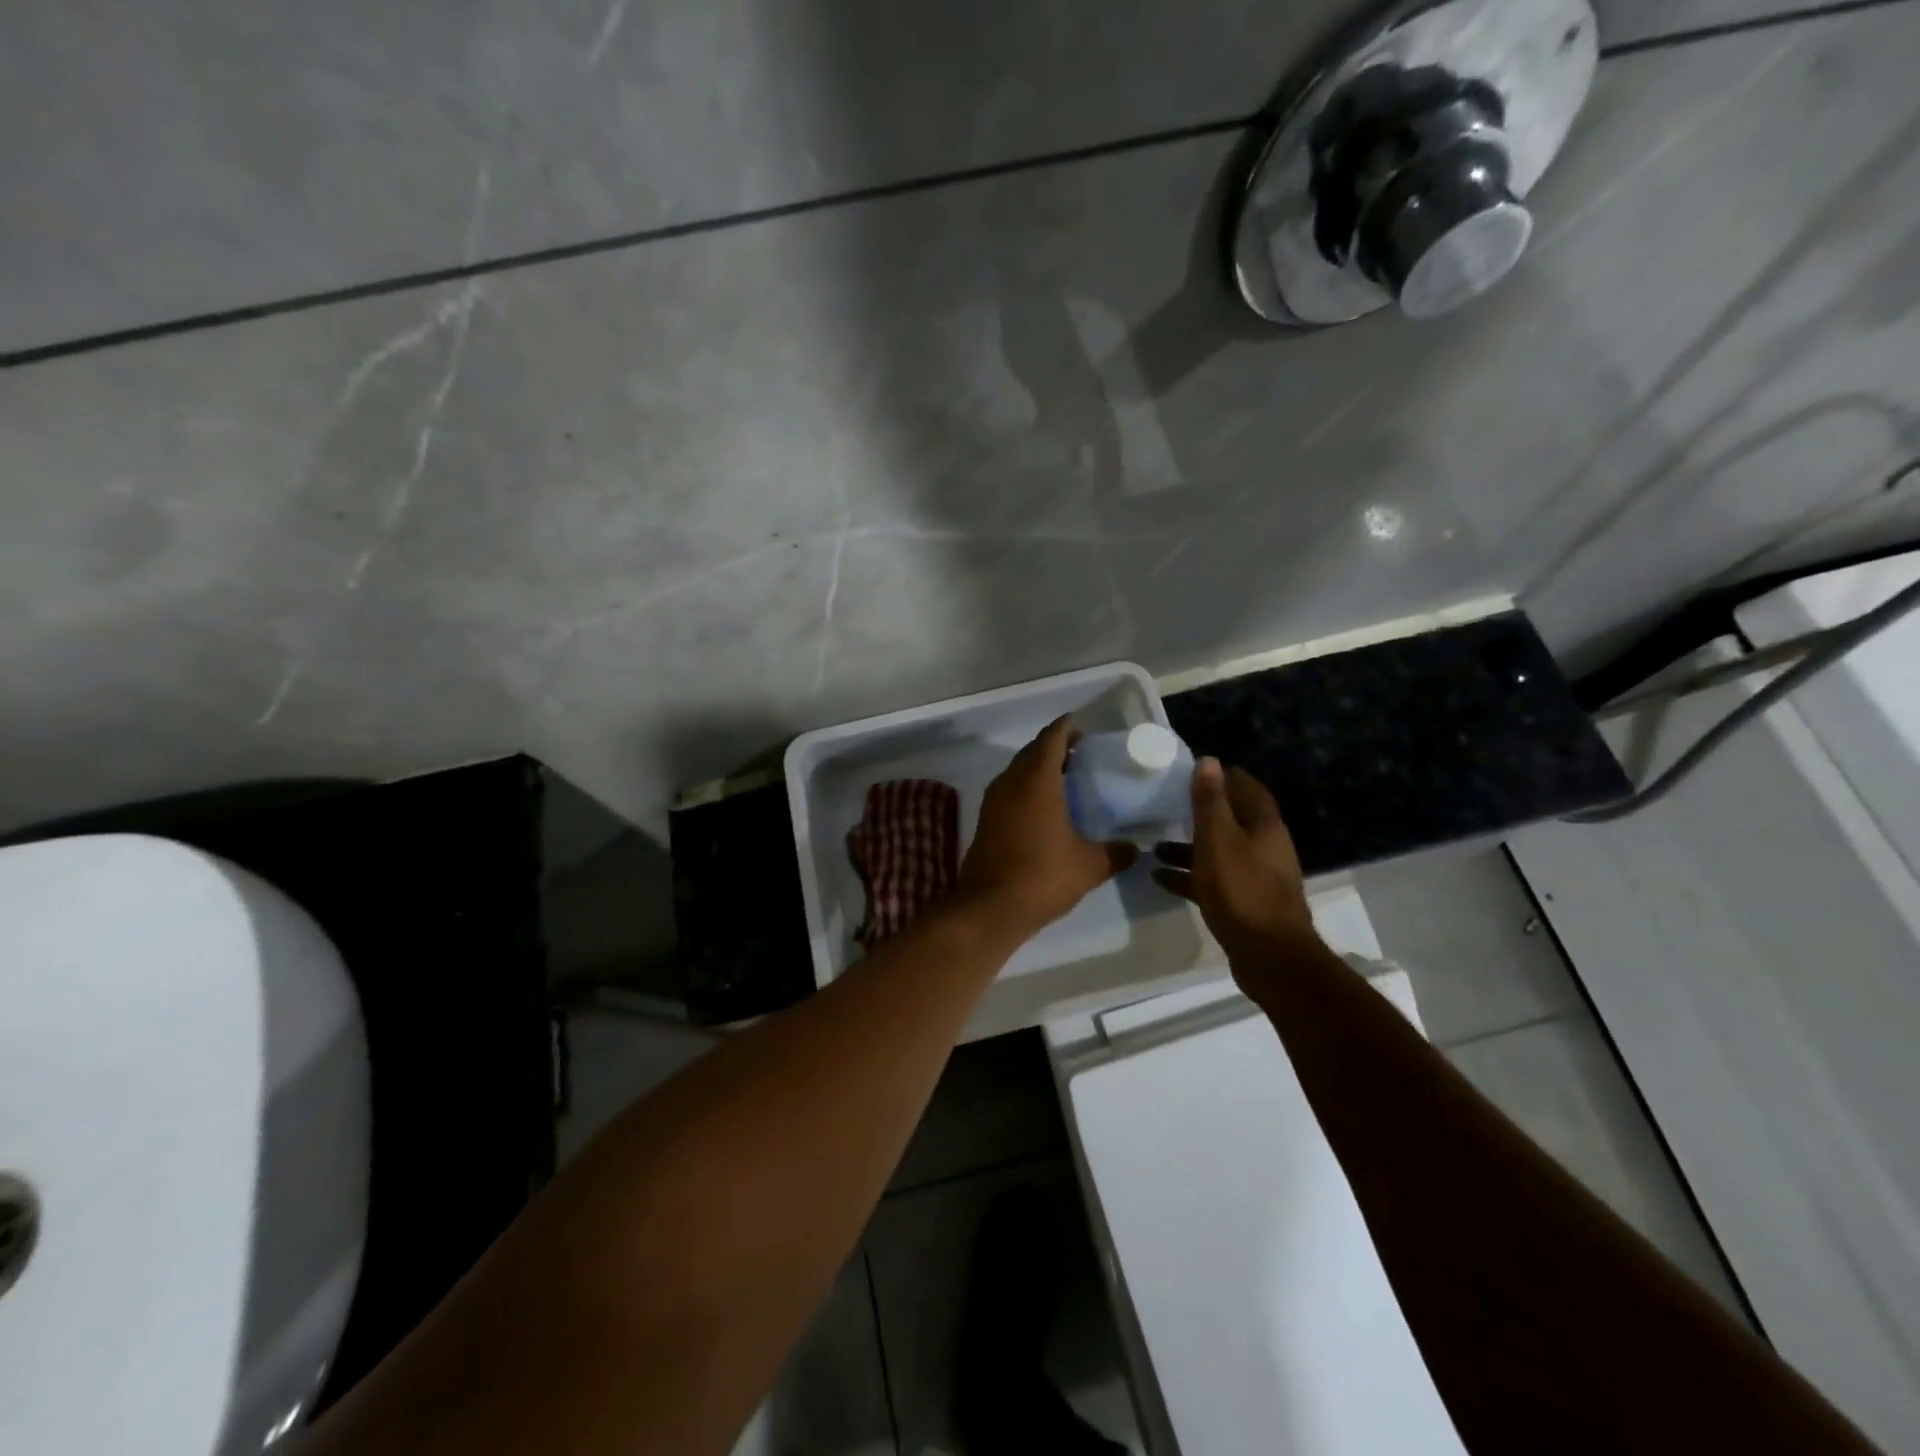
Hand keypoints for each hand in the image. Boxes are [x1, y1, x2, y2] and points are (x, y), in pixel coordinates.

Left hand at [953, 717, 1137, 939]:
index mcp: (1037, 781)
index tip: (1080, 725)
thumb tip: (1135, 849)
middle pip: (1032, 752)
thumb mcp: (1090, 866)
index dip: (1065, 728)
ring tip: (1065, 778)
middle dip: (1053, 746)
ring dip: (1038, 768)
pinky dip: (1026, 788)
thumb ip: (1116, 853)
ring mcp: (993, 802)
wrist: (990, 907)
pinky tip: (1043, 807)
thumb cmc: (1043, 876)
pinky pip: (1008, 791)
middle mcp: (1011, 782)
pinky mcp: (985, 821)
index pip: (1051, 739)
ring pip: (1017, 771)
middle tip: (1079, 753)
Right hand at [1152, 758, 1320, 977]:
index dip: (1223, 776)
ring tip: (1154, 846)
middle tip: (1168, 805)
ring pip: (1219, 852)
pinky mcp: (1244, 903)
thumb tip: (1209, 761)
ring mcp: (1256, 877)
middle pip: (1232, 821)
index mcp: (1264, 826)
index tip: (1194, 771)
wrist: (1270, 956)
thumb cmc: (1241, 889)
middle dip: (1201, 813)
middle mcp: (1265, 847)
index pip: (1247, 788)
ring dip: (1189, 848)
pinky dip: (1189, 876)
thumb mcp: (1218, 839)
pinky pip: (1213, 881)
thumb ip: (1210, 802)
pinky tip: (1160, 878)